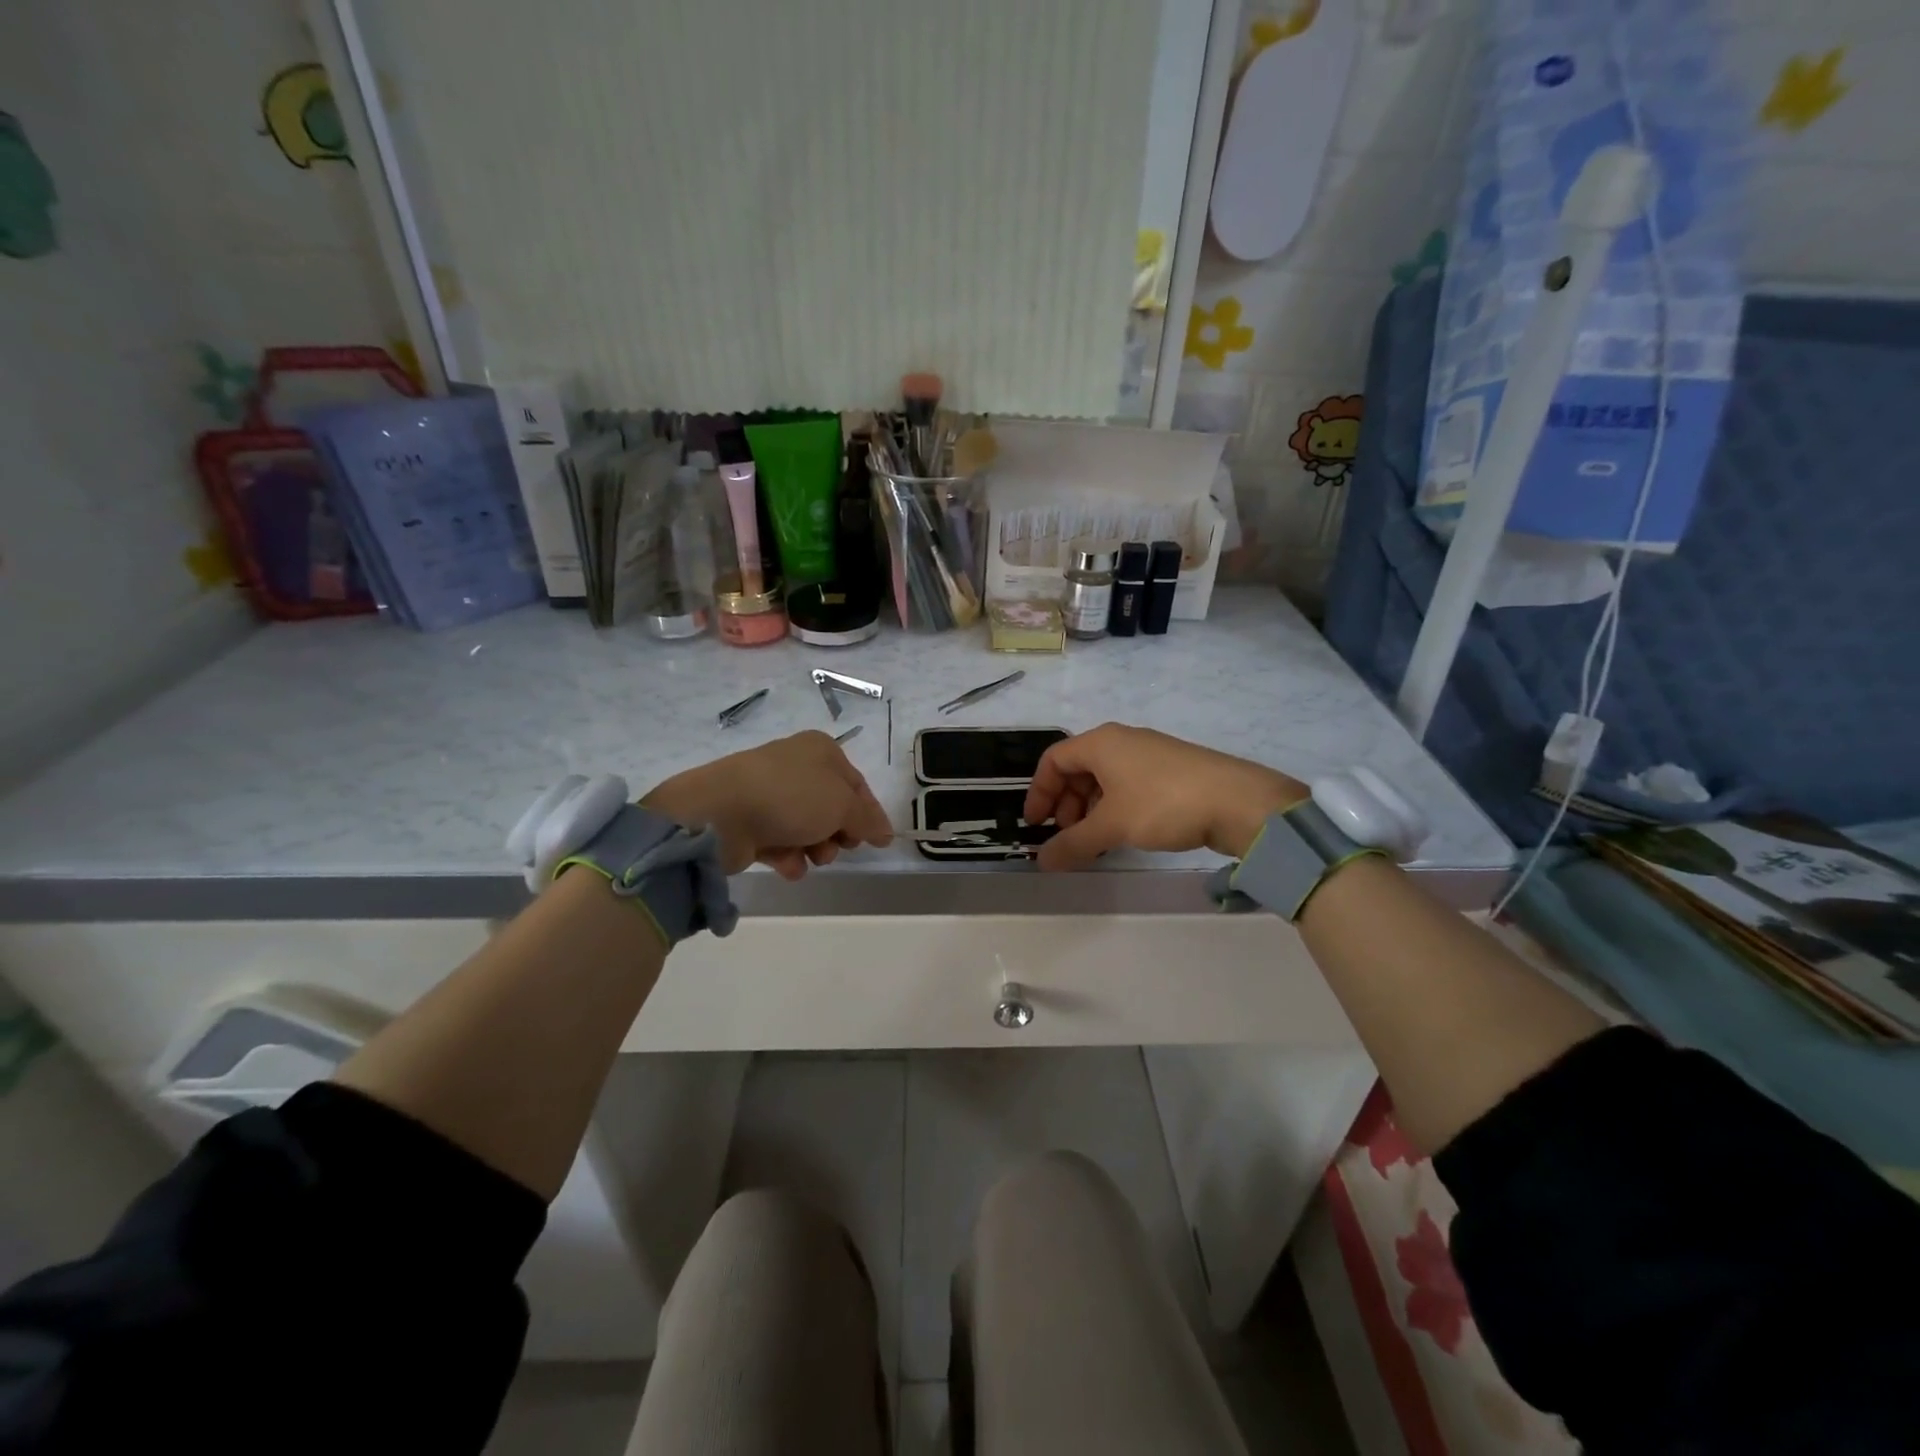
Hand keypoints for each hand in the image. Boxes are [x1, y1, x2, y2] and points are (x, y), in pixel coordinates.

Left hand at [643, 731, 893, 878]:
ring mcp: (769, 794)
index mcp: (821, 750)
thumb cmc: (792, 797)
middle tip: (838, 846)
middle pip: (832, 808)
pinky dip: (788, 856)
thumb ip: (868, 820)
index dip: (870, 814)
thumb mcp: (843, 805)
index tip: (878, 842)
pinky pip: (779, 841)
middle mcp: (796, 766)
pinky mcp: (748, 820)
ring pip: (806, 828)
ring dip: (816, 848)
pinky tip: (789, 866)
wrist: (721, 812)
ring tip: (811, 857)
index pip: (857, 784)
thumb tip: (885, 832)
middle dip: (839, 834)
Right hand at [1023, 724, 1305, 871]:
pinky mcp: (1171, 771)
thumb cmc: (1163, 804)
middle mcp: (1122, 741)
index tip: (1036, 825)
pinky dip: (1115, 808)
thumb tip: (1041, 861)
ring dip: (1090, 810)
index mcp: (1101, 742)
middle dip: (1065, 804)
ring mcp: (1149, 754)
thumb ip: (1072, 843)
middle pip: (1078, 769)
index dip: (1039, 792)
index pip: (1053, 760)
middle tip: (1067, 836)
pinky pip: (1129, 785)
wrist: (1239, 802)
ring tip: (1094, 841)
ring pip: (1104, 779)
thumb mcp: (1111, 826)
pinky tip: (1124, 834)